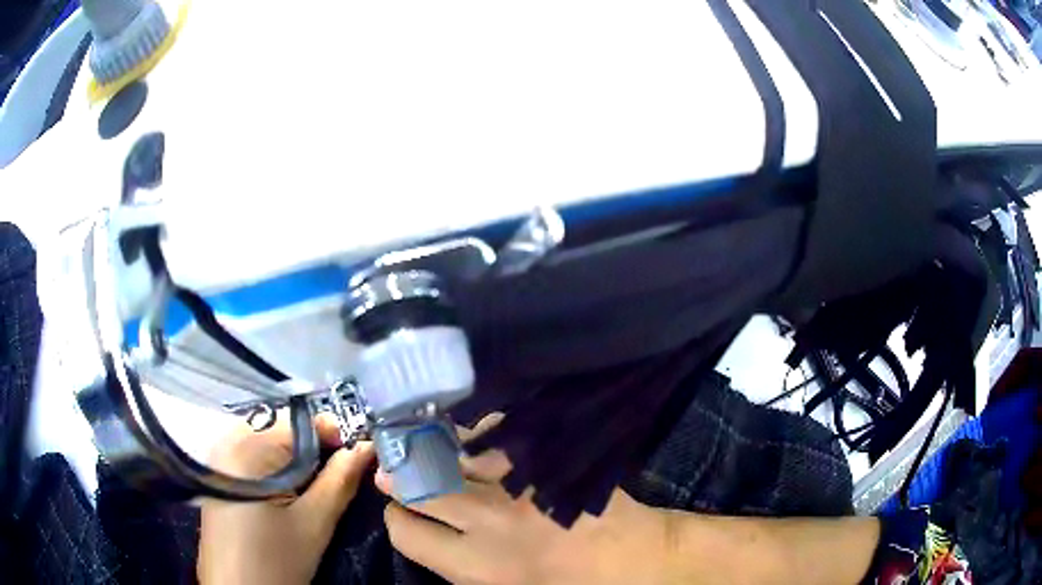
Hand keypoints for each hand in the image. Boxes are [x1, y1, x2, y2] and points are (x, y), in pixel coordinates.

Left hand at [198, 413, 374, 584]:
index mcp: (247, 447)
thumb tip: (367, 446)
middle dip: (316, 449)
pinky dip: (277, 466)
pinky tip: (288, 493)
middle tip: (339, 476)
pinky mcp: (218, 473)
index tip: (359, 455)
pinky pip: (254, 453)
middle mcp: (226, 440)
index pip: (300, 421)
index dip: (334, 435)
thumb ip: (341, 480)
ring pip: (269, 440)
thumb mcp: (314, 524)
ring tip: (315, 488)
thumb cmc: (275, 562)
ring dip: (297, 458)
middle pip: (283, 428)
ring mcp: (218, 455)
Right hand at [378, 415, 670, 584]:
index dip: (397, 520)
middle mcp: (487, 521)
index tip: (401, 513)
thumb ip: (460, 569)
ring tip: (423, 445)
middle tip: (396, 471)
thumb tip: (429, 537)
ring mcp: (518, 485)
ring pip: (452, 453)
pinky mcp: (546, 462)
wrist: (636, 562)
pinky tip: (476, 438)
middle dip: (399, 478)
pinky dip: (479, 434)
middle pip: (417, 486)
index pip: (405, 532)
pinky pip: (497, 433)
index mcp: (475, 566)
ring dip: (432, 450)